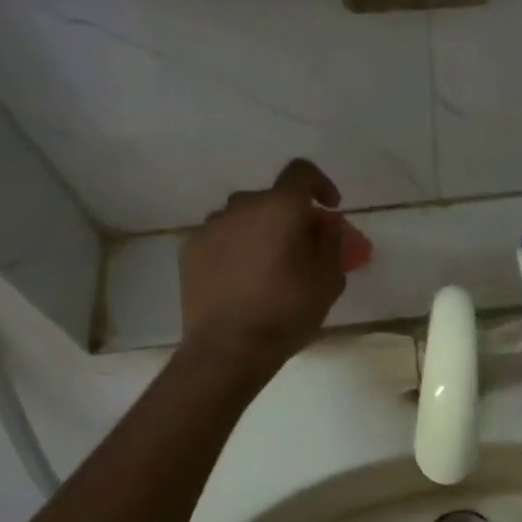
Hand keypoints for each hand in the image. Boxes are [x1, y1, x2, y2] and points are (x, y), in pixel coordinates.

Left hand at [178, 160, 348, 374]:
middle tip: (301, 246)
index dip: (320, 183)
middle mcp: (242, 206)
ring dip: (260, 230)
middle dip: (290, 215)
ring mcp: (211, 226)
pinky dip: (234, 248)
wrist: (227, 349)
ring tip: (267, 265)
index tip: (330, 207)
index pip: (301, 173)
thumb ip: (331, 242)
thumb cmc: (287, 312)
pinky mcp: (189, 249)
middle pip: (272, 198)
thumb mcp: (328, 280)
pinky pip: (220, 237)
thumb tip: (325, 224)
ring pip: (243, 217)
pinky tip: (241, 279)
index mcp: (280, 207)